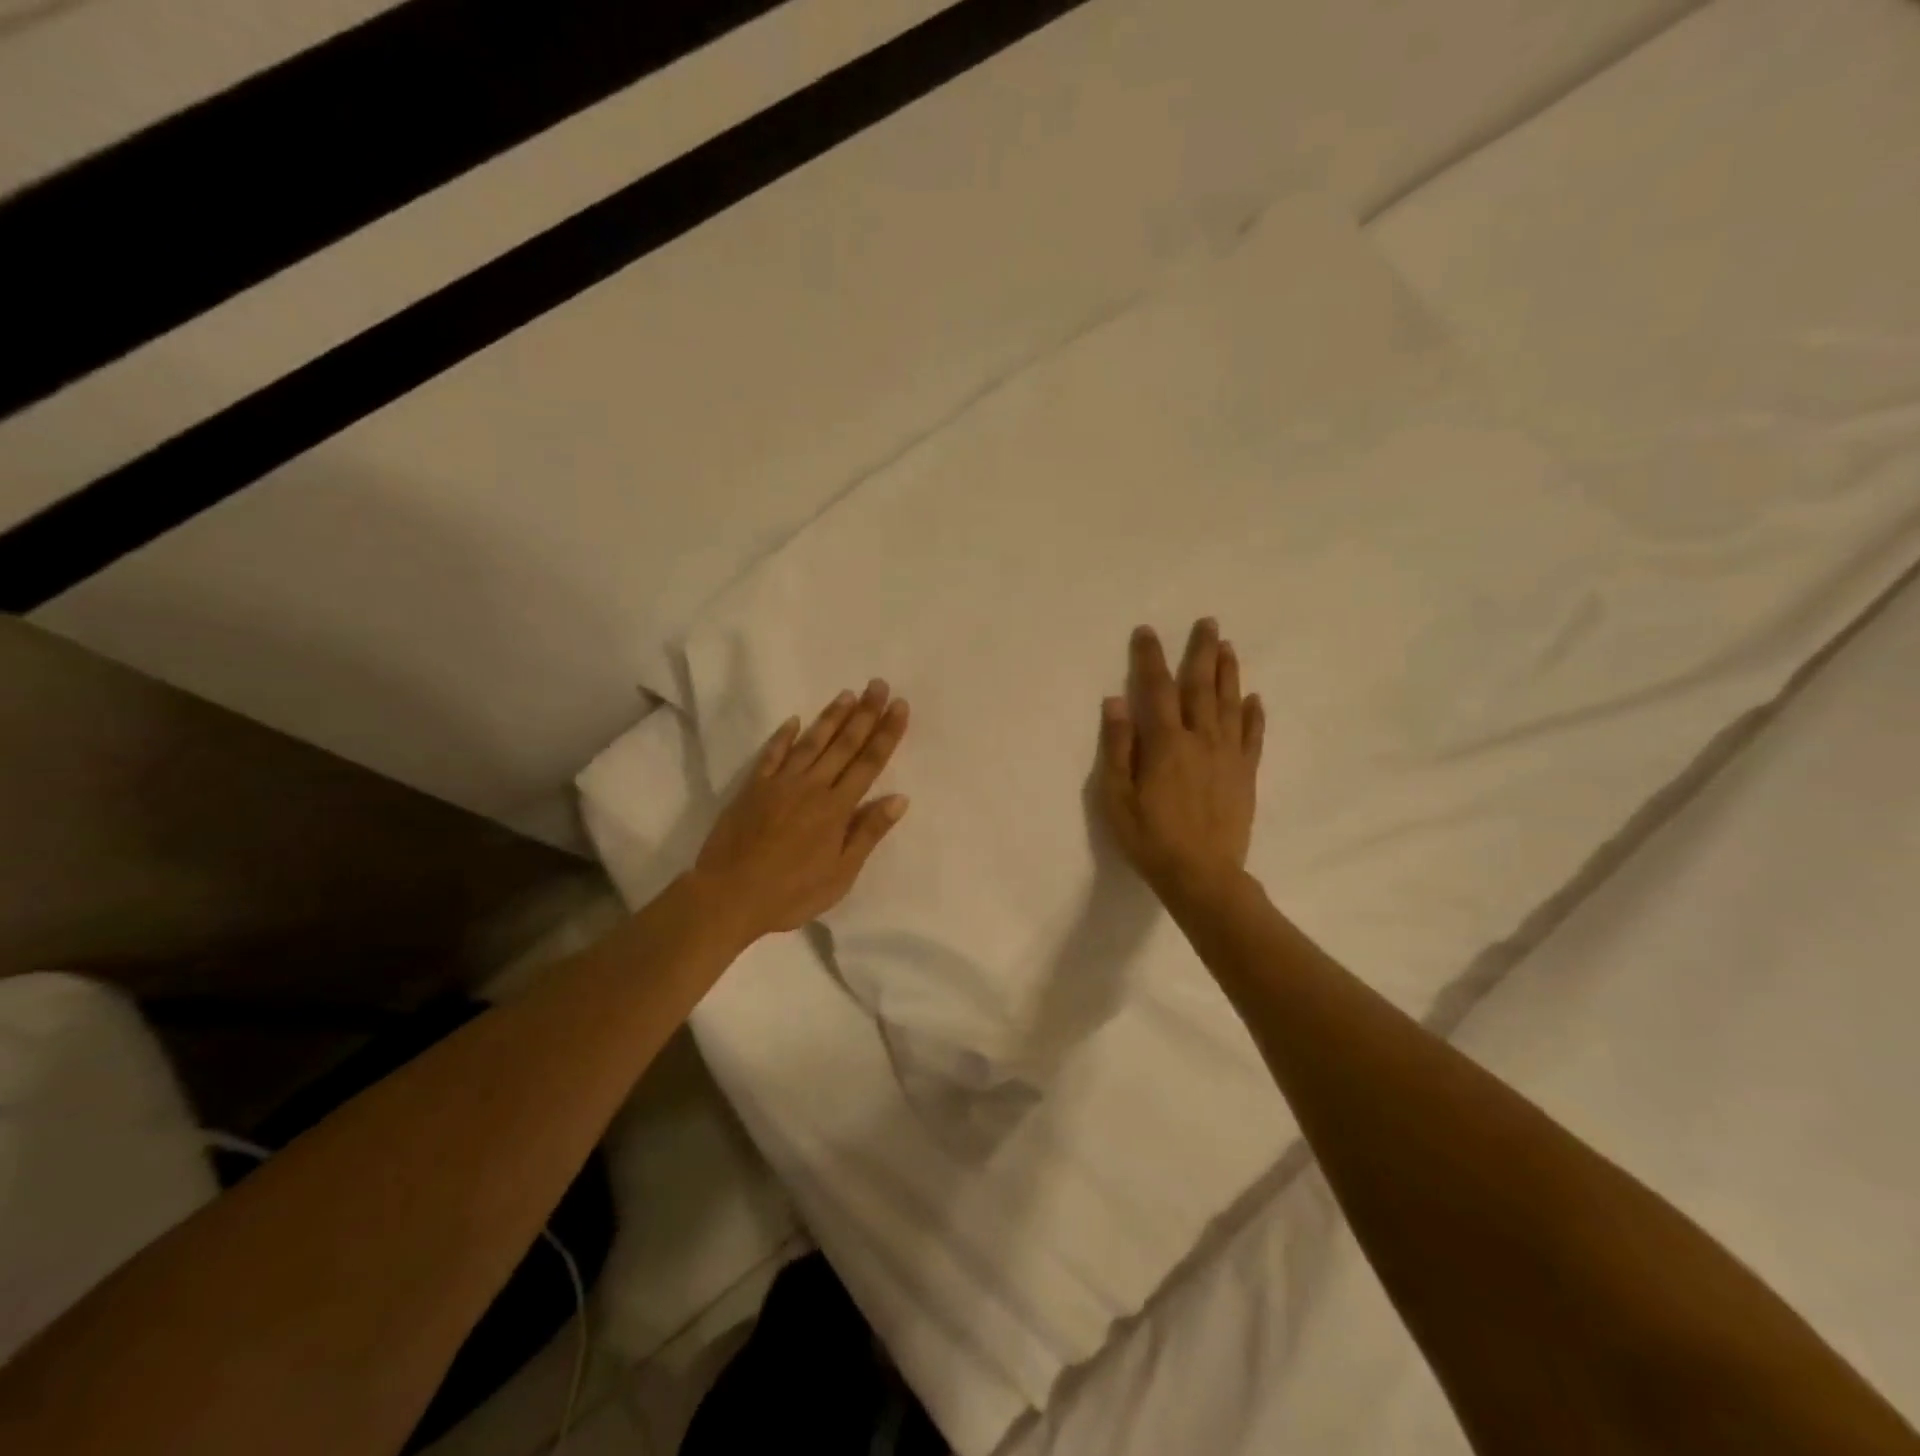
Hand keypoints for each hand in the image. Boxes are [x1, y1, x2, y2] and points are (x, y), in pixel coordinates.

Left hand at [693, 680, 911, 939]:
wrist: (729, 896)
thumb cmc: (791, 892)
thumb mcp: (841, 874)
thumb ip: (868, 833)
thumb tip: (899, 798)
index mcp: (837, 808)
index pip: (869, 762)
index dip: (886, 733)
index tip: (899, 706)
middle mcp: (812, 786)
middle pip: (844, 744)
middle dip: (865, 713)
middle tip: (878, 685)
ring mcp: (780, 783)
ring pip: (811, 742)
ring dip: (831, 717)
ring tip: (848, 693)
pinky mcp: (753, 788)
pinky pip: (771, 754)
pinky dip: (783, 736)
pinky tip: (794, 720)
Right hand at [1096, 619, 1264, 901]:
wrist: (1202, 876)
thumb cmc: (1150, 838)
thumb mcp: (1117, 797)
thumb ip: (1118, 747)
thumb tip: (1115, 701)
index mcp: (1166, 743)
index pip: (1156, 689)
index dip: (1151, 658)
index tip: (1147, 631)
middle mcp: (1201, 739)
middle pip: (1201, 687)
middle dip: (1202, 652)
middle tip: (1208, 622)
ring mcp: (1228, 756)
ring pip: (1230, 704)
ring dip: (1229, 673)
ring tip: (1228, 647)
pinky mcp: (1246, 775)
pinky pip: (1253, 737)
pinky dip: (1254, 715)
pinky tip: (1254, 699)